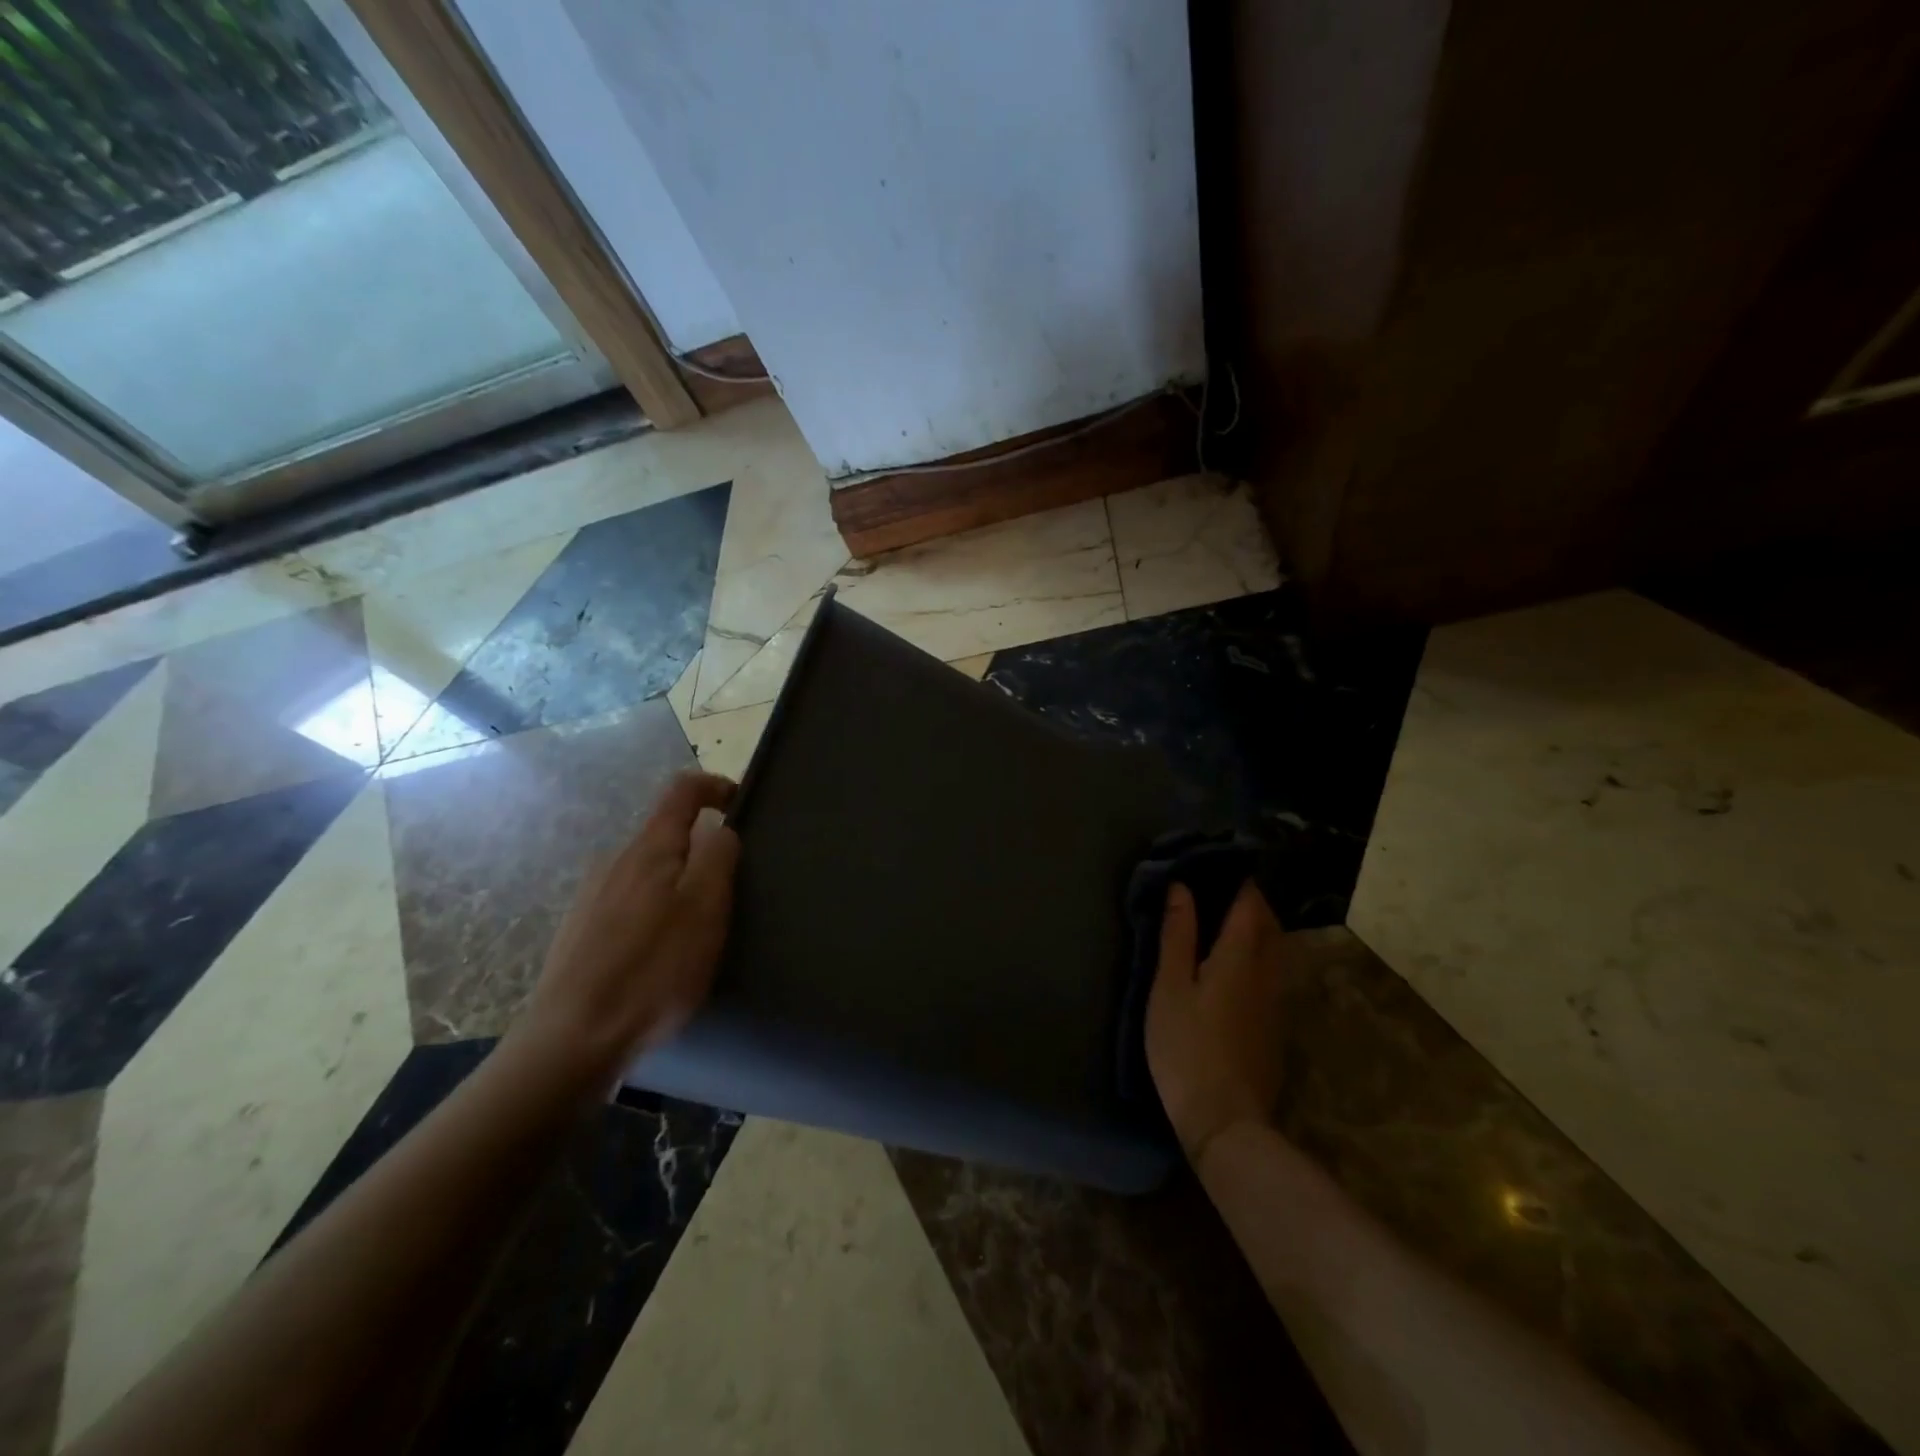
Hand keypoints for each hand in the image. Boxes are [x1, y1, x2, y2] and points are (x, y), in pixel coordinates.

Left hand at [514, 770, 740, 1092]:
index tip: (741, 804)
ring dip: (678, 883)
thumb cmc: (652, 970)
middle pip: (665, 833)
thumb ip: (718, 858)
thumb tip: (721, 829)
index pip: (682, 790)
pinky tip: (659, 954)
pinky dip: (655, 910)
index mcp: (649, 849)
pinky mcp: (580, 931)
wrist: (572, 1040)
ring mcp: (591, 896)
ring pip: (647, 871)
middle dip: (701, 847)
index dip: (715, 786)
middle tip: (730, 887)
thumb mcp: (705, 910)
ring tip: (699, 927)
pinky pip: (629, 902)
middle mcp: (615, 860)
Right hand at [1146, 879, 1287, 1165]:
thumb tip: (1182, 888)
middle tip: (1218, 887)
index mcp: (1241, 956)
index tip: (1218, 861)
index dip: (1238, 879)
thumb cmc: (1187, 1047)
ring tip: (1222, 919)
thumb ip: (1177, 935)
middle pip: (1268, 923)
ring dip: (1255, 927)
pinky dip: (1256, 953)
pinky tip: (1232, 962)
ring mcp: (1276, 1001)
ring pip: (1274, 948)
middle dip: (1250, 900)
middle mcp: (1268, 972)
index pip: (1250, 903)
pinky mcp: (1275, 1025)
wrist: (1225, 1120)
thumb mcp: (1169, 987)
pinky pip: (1270, 972)